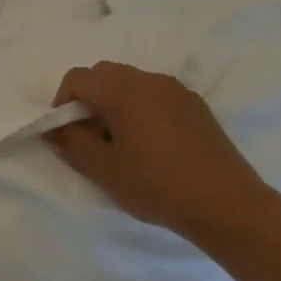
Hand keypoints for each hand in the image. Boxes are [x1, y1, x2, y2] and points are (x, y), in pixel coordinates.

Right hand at [43, 62, 280, 240]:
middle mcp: (149, 80)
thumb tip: (52, 127)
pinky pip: (155, 95)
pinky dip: (140, 108)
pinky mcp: (196, 106)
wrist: (228, 205)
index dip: (61, 102)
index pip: (77, 78)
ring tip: (119, 141)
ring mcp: (177, 91)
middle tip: (89, 134)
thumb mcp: (101, 168)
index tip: (65, 132)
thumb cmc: (156, 185)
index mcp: (122, 90)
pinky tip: (149, 143)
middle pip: (104, 74)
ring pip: (131, 82)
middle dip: (87, 98)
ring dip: (114, 102)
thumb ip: (69, 141)